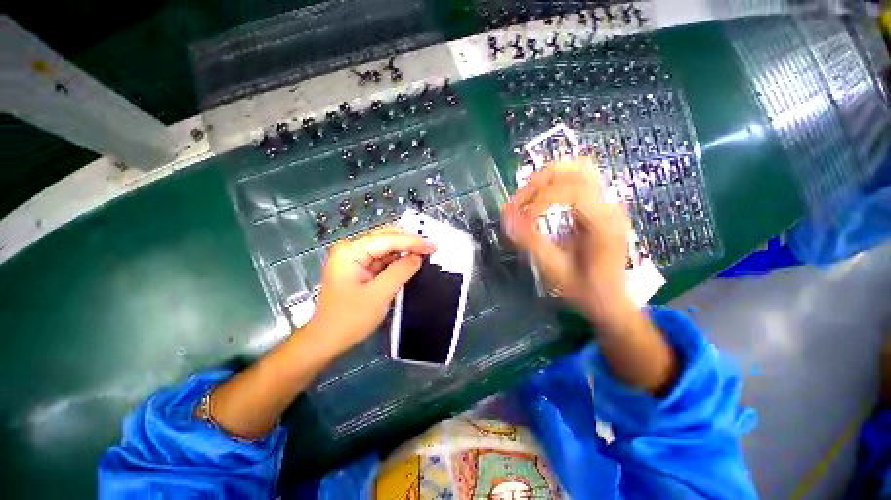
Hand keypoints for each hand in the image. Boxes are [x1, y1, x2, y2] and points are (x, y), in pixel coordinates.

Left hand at [308, 227, 435, 352]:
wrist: (328, 340)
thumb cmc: (350, 319)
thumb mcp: (378, 294)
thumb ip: (400, 272)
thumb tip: (418, 257)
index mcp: (350, 251)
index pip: (387, 239)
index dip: (413, 242)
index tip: (433, 246)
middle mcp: (352, 250)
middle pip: (386, 239)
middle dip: (409, 243)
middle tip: (431, 248)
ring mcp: (356, 259)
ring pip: (386, 248)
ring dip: (405, 251)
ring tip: (425, 253)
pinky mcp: (361, 269)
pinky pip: (384, 260)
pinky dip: (398, 261)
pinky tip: (411, 262)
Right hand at [502, 159, 632, 327]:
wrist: (610, 300)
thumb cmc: (586, 290)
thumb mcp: (556, 270)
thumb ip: (530, 242)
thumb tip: (506, 218)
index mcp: (604, 223)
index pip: (572, 191)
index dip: (539, 201)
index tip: (519, 220)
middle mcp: (610, 206)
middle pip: (574, 170)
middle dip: (539, 183)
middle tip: (517, 204)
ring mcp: (607, 203)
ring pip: (576, 169)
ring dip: (545, 179)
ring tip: (526, 199)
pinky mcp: (599, 205)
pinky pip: (576, 180)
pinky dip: (553, 184)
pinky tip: (540, 200)